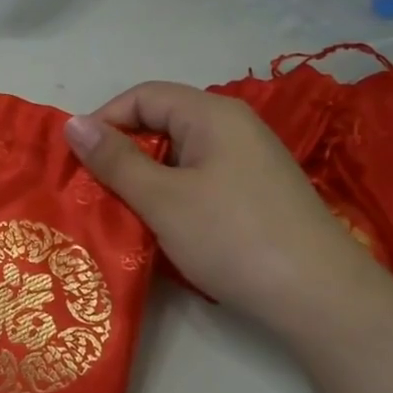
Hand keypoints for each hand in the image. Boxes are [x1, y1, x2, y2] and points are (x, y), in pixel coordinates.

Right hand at [64, 81, 384, 333]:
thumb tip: (73, 124)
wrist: (319, 296)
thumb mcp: (163, 199)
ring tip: (123, 212)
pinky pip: (203, 180)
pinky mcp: (258, 194)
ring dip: (147, 179)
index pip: (144, 96)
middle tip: (95, 191)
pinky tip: (165, 228)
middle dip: (124, 152)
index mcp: (212, 114)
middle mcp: (235, 127)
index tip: (78, 161)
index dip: (105, 121)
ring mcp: (251, 161)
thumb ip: (115, 160)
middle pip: (164, 122)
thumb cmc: (232, 237)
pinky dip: (175, 196)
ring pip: (182, 156)